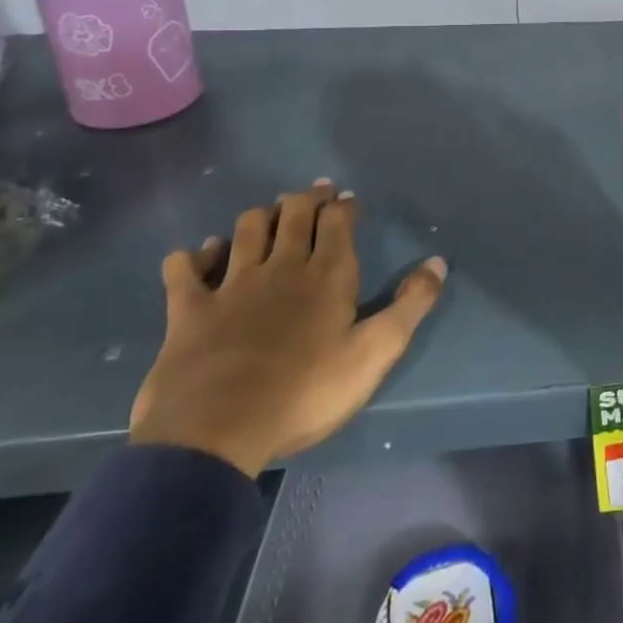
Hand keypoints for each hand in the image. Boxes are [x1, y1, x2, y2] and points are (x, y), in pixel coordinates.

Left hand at [129, 180, 445, 477]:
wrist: (216, 431)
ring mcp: (231, 285)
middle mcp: (281, 267)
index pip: (337, 222)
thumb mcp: (375, 352)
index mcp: (327, 274)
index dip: (344, 205)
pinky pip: (185, 270)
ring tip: (269, 214)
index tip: (348, 197)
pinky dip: (192, 256)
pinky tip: (199, 254)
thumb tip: (438, 262)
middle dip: (307, 198)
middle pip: (293, 214)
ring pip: (246, 230)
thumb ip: (410, 305)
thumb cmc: (306, 391)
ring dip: (260, 216)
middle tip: (316, 191)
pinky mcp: (189, 310)